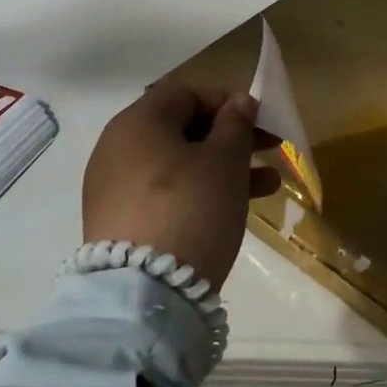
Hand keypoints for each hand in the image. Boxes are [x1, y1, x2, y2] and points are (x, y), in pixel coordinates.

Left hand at [82, 83, 280, 289]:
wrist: (143, 292)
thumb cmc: (191, 207)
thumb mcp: (225, 161)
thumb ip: (235, 124)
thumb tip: (239, 101)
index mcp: (138, 122)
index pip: (187, 94)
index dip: (228, 101)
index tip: (261, 120)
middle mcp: (118, 148)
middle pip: (183, 129)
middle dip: (232, 137)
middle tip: (271, 149)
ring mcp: (115, 187)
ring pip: (179, 164)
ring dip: (224, 167)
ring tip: (269, 185)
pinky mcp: (120, 221)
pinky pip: (166, 192)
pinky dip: (200, 192)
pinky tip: (236, 207)